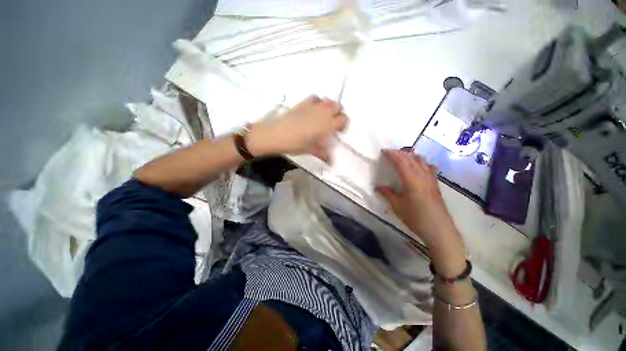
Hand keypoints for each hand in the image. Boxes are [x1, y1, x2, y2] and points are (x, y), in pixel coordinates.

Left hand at [247, 96, 347, 160]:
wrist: (277, 134)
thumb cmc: (296, 144)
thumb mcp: (312, 150)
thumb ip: (323, 154)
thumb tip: (331, 162)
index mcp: (328, 125)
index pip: (343, 119)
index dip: (343, 124)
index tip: (338, 131)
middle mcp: (323, 113)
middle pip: (338, 106)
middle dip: (337, 114)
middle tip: (331, 123)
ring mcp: (313, 106)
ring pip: (328, 100)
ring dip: (329, 107)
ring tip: (323, 116)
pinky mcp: (303, 103)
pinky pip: (316, 97)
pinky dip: (318, 102)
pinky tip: (313, 109)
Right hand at [377, 150, 464, 254]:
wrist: (439, 229)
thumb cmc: (416, 218)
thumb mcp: (398, 206)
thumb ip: (388, 194)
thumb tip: (378, 187)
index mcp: (411, 180)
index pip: (401, 162)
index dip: (392, 155)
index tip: (384, 151)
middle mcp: (422, 176)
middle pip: (410, 159)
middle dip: (399, 153)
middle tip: (389, 152)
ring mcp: (430, 179)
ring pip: (420, 161)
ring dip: (410, 155)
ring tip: (401, 155)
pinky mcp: (435, 183)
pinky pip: (427, 166)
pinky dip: (419, 161)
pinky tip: (418, 163)